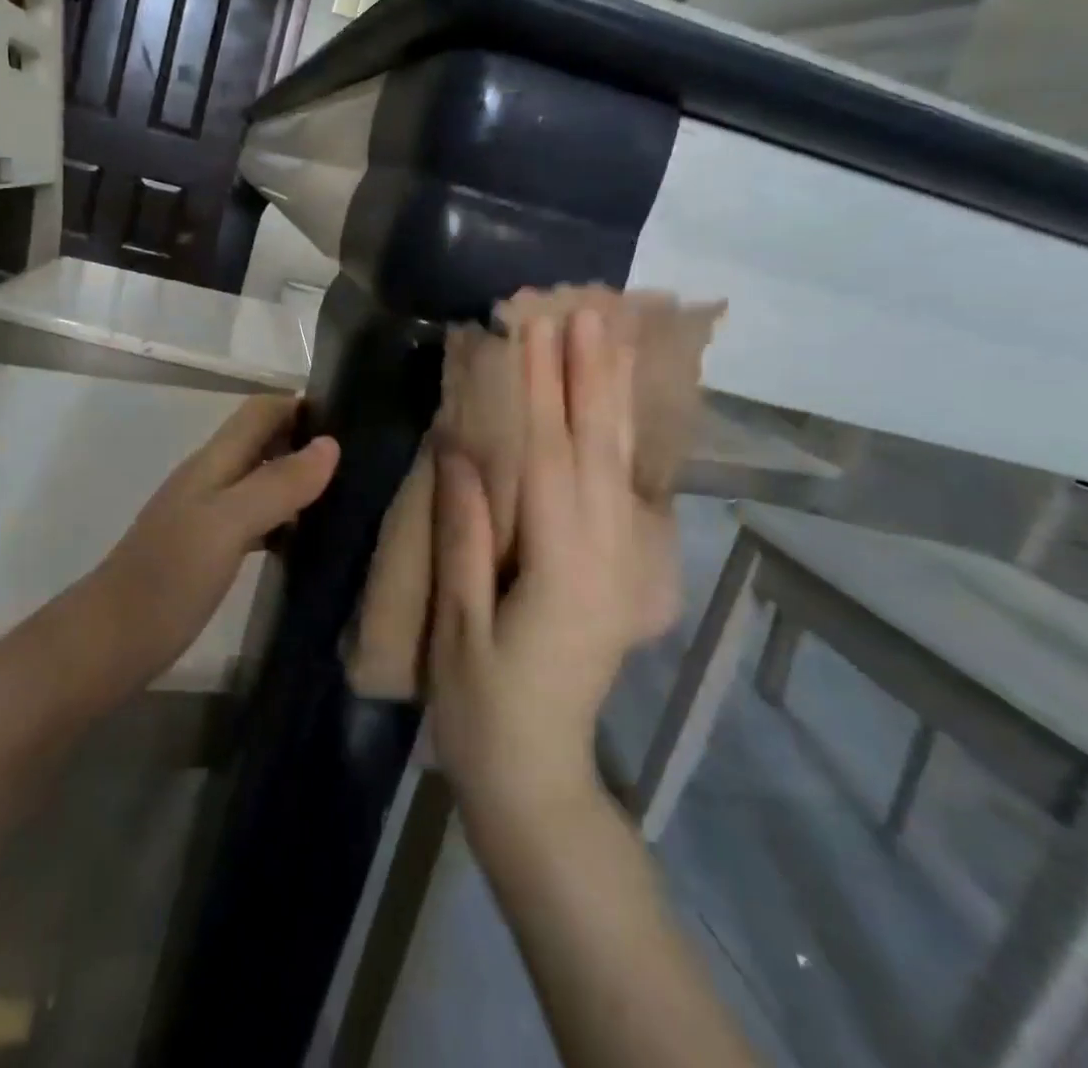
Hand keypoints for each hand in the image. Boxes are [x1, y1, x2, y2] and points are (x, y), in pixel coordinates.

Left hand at [88, 394, 338, 690]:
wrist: (108, 644)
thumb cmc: (167, 579)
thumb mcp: (227, 525)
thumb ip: (277, 484)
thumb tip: (330, 445)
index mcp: (213, 463)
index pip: (261, 411)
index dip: (301, 406)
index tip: (352, 419)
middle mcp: (211, 480)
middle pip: (263, 442)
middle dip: (306, 442)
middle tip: (360, 464)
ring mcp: (207, 517)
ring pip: (261, 482)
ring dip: (298, 483)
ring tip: (347, 500)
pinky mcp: (208, 552)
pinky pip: (256, 521)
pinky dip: (284, 521)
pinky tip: (308, 543)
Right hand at [429, 309, 679, 819]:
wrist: (538, 777)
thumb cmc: (482, 708)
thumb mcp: (459, 625)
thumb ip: (465, 535)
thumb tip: (460, 451)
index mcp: (564, 570)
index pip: (551, 459)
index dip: (541, 391)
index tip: (531, 330)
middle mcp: (608, 557)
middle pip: (600, 449)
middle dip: (591, 375)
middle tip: (586, 310)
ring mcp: (623, 564)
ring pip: (623, 464)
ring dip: (614, 396)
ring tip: (612, 337)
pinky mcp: (622, 570)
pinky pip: (628, 489)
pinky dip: (625, 439)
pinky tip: (622, 406)